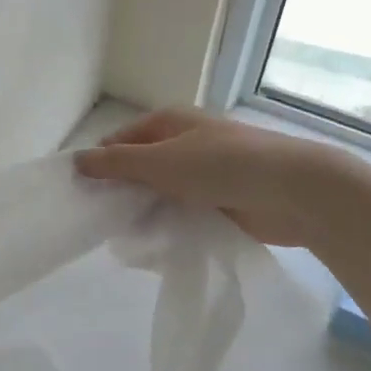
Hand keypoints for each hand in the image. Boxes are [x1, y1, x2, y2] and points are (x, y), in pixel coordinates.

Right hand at [74, 108, 351, 247]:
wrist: (295, 191)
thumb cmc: (222, 166)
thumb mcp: (160, 161)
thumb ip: (116, 163)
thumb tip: (76, 160)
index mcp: (168, 123)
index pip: (119, 142)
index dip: (100, 165)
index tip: (84, 195)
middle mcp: (184, 144)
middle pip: (139, 169)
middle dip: (122, 193)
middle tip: (102, 223)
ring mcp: (204, 174)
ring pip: (160, 194)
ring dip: (146, 213)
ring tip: (127, 241)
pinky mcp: (220, 202)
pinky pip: (183, 214)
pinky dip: (170, 227)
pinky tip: (157, 248)